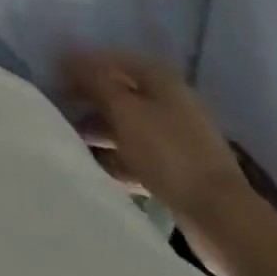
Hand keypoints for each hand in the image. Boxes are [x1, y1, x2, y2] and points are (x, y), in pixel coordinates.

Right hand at [63, 50, 255, 244]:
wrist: (222, 219)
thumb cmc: (168, 152)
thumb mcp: (124, 110)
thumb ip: (94, 80)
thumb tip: (68, 57)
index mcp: (160, 79)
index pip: (112, 59)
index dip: (82, 64)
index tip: (54, 75)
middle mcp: (169, 101)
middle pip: (119, 93)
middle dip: (88, 99)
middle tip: (57, 106)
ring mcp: (175, 137)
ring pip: (127, 125)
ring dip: (99, 130)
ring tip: (70, 138)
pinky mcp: (177, 169)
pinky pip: (138, 155)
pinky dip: (117, 158)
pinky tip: (95, 167)